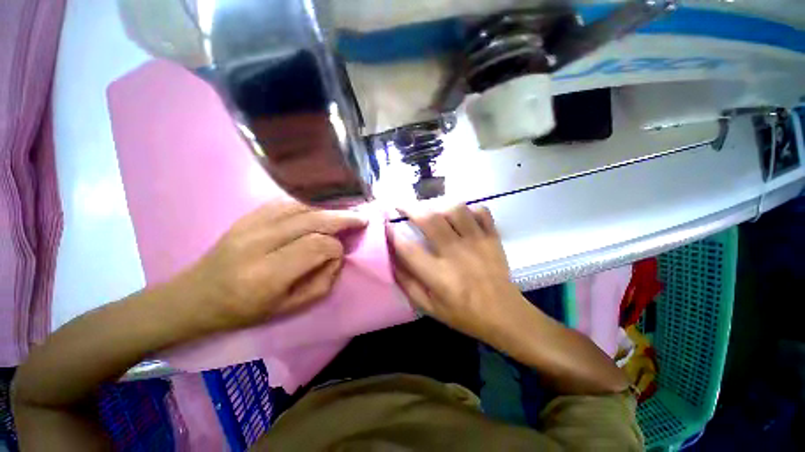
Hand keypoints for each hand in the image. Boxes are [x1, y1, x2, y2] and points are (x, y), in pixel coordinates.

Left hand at [179, 200, 366, 331]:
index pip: (317, 246)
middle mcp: (259, 242)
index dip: (336, 248)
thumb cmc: (244, 310)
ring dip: (330, 207)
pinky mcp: (248, 215)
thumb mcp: (289, 308)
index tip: (341, 253)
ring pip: (302, 206)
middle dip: (342, 218)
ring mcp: (250, 223)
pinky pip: (287, 202)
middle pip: (312, 220)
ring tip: (347, 211)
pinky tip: (323, 207)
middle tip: (361, 218)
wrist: (196, 296)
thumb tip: (338, 255)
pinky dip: (311, 202)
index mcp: (267, 274)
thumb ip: (322, 282)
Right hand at [391, 204, 526, 345]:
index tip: (385, 225)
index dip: (392, 234)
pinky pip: (481, 211)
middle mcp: (457, 253)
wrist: (504, 314)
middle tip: (401, 205)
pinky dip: (468, 208)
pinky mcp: (492, 237)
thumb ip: (407, 283)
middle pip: (430, 220)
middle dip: (410, 208)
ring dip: (438, 205)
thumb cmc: (463, 314)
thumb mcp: (429, 307)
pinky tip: (461, 216)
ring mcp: (477, 242)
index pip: (408, 248)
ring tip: (430, 210)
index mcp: (439, 276)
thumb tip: (391, 259)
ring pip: (455, 209)